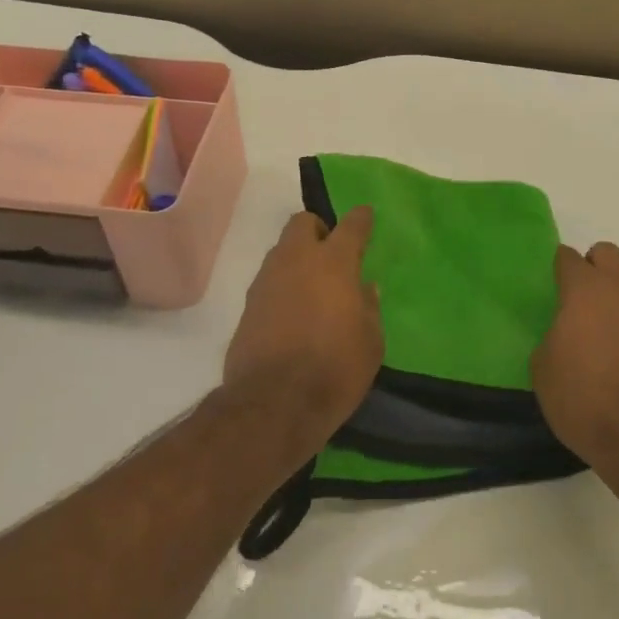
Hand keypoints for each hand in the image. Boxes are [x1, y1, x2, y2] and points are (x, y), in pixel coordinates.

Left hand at [223, 209, 382, 444]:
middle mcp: (296, 261)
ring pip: (282, 250)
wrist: (274, 403)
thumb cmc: (335, 369)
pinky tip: (293, 310)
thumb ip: (369, 308)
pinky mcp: (248, 305)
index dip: (360, 218)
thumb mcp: (371, 343)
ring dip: (298, 257)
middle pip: (303, 223)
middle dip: (318, 229)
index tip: (365, 214)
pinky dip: (283, 285)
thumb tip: (364, 288)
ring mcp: (267, 281)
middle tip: (332, 253)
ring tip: (313, 286)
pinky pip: (269, 280)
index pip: (350, 226)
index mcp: (333, 263)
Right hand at [532, 243, 618, 481]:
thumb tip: (564, 329)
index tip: (557, 287)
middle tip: (589, 299)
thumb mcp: (543, 368)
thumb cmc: (583, 402)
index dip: (561, 270)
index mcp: (582, 289)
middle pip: (607, 252)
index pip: (567, 258)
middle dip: (596, 268)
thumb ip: (552, 334)